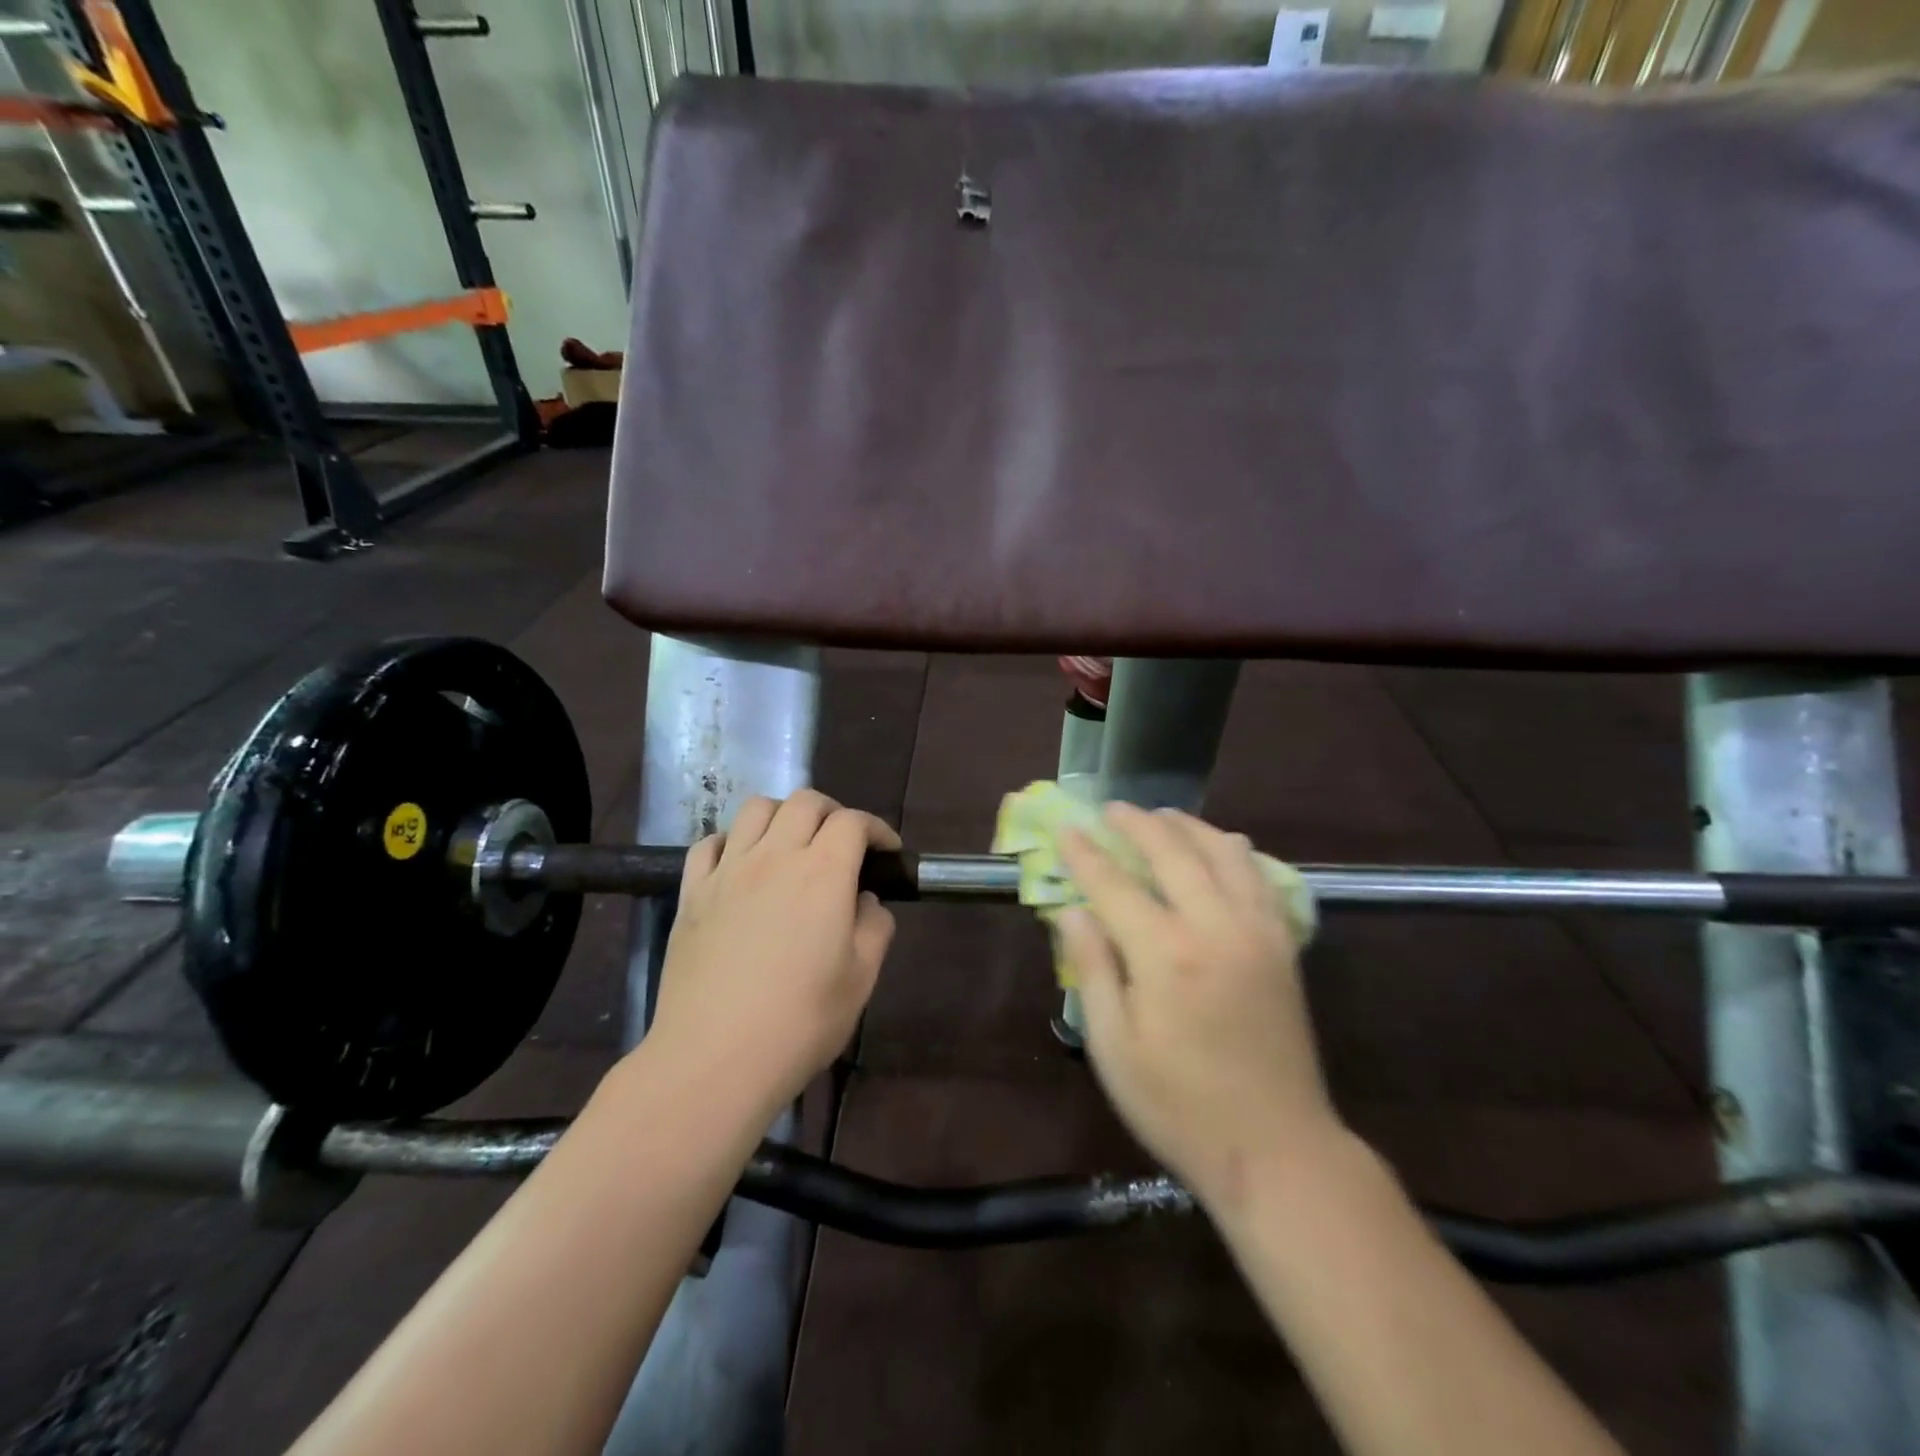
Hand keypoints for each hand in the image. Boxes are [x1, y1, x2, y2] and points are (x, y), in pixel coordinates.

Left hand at [645, 791, 898, 1115]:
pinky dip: (732, 841)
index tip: (886, 852)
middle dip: (832, 813)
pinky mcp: (691, 893)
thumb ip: (874, 928)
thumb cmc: (800, 1022)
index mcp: (823, 873)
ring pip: (755, 809)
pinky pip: (709, 844)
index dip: (876, 829)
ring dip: (782, 816)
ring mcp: (728, 871)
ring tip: (791, 845)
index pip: (853, 822)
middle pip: (805, 802)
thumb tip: (865, 901)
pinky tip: (740, 866)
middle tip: (842, 844)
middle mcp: (775, 856)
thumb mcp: (861, 979)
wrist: (714, 1059)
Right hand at [1057, 804, 1342, 1208]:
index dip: (1085, 853)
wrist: (1277, 1149)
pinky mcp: (1284, 946)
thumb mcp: (1115, 1048)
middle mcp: (1215, 927)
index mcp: (1165, 954)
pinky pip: (1261, 878)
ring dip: (1189, 827)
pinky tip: (1221, 850)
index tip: (1066, 827)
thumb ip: (1092, 969)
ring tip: (1163, 817)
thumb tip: (1070, 911)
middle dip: (1138, 824)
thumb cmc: (1180, 1106)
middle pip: (1173, 852)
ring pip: (1224, 853)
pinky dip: (1235, 853)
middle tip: (1113, 809)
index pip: (1114, 884)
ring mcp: (1258, 932)